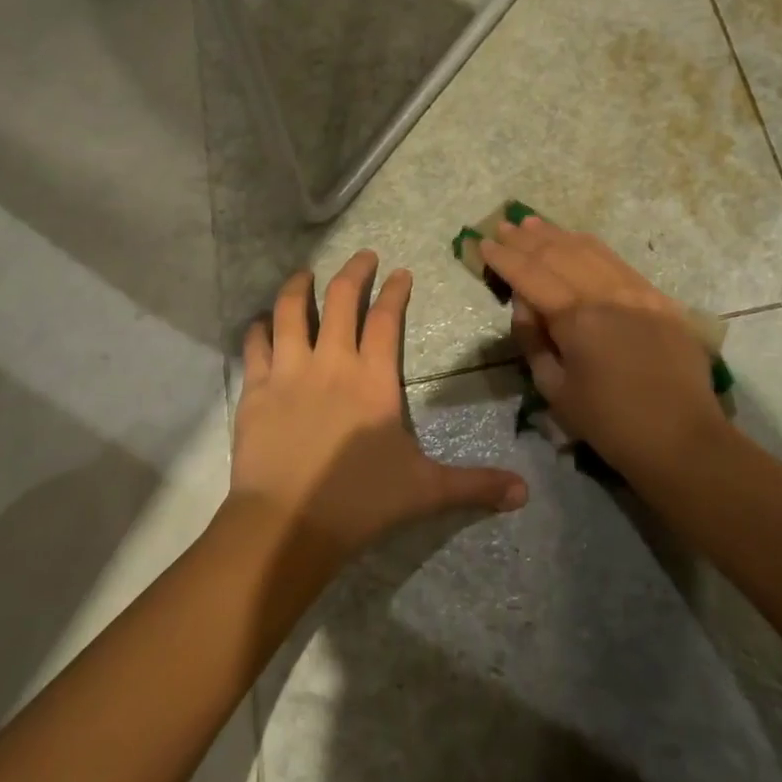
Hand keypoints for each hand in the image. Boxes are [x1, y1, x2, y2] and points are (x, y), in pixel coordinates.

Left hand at [231, 251, 528, 555]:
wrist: (287, 525)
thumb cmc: (360, 502)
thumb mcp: (426, 490)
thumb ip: (475, 485)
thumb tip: (525, 493)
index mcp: (373, 379)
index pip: (386, 320)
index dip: (395, 292)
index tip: (401, 272)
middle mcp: (331, 363)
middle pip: (341, 300)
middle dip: (354, 271)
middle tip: (363, 256)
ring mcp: (289, 372)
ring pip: (291, 312)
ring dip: (299, 287)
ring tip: (305, 274)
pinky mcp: (256, 390)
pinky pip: (256, 345)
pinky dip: (259, 328)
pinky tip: (261, 323)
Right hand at [478, 218, 729, 485]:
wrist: (681, 438)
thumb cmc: (610, 423)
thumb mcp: (555, 390)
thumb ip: (533, 341)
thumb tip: (524, 304)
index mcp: (577, 319)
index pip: (531, 276)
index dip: (504, 258)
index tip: (482, 243)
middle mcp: (606, 294)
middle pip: (559, 255)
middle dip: (526, 240)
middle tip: (502, 226)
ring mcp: (637, 291)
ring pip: (590, 250)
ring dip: (558, 235)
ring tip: (533, 224)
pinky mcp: (659, 298)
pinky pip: (618, 262)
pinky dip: (591, 248)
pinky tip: (577, 241)